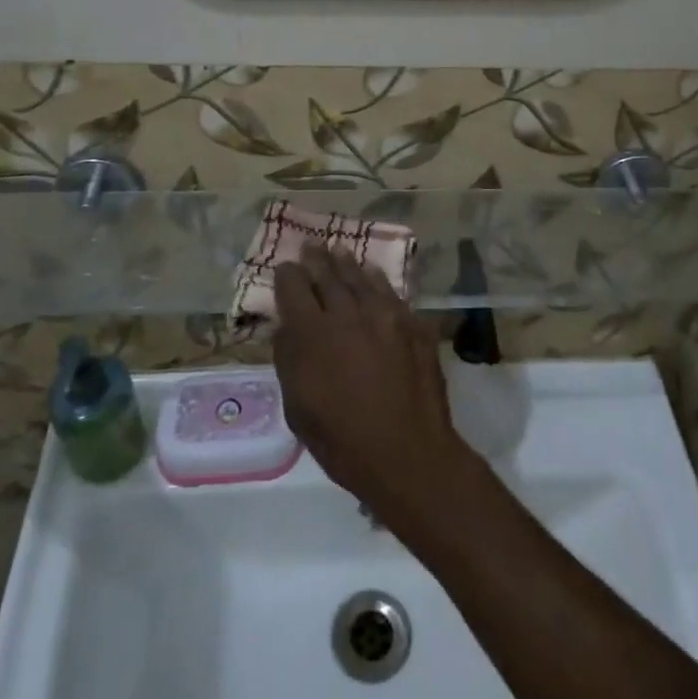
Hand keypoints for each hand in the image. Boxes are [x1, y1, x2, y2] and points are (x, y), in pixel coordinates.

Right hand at [272, 248, 473, 533]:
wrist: (408, 453)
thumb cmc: (342, 441)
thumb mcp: (298, 408)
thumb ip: (289, 360)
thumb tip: (286, 328)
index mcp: (312, 334)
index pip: (293, 287)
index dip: (287, 275)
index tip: (285, 269)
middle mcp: (347, 314)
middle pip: (328, 274)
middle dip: (316, 259)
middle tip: (311, 245)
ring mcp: (385, 315)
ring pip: (360, 277)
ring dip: (346, 263)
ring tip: (338, 250)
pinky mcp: (412, 323)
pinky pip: (390, 292)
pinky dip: (376, 280)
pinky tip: (372, 273)